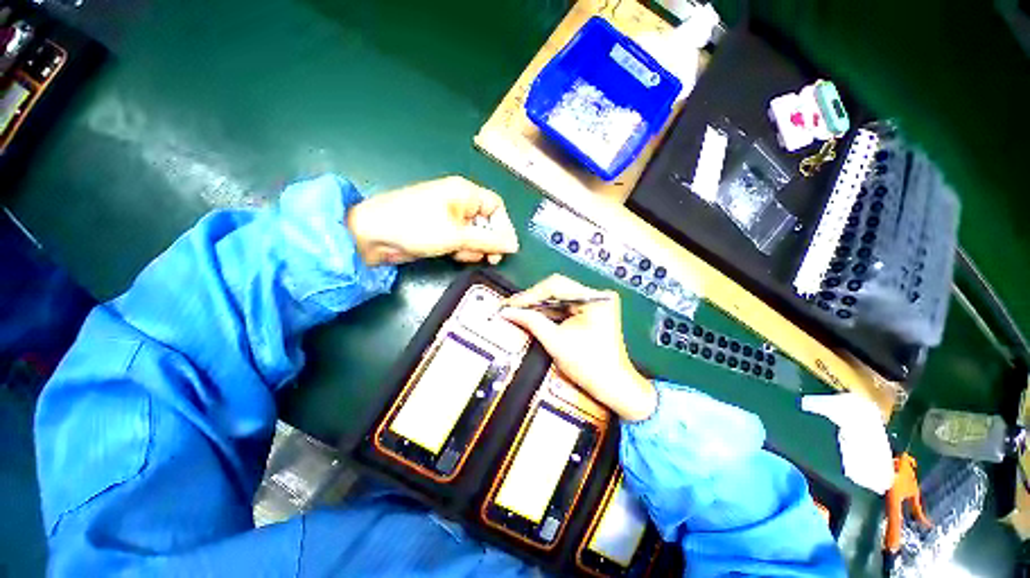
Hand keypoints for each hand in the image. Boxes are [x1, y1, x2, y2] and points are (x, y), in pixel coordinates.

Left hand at [346, 176, 518, 265]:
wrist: (373, 236)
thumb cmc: (417, 227)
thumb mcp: (457, 236)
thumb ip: (489, 241)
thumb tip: (514, 245)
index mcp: (465, 192)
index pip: (496, 207)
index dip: (504, 227)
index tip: (506, 248)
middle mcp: (459, 202)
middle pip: (487, 222)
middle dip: (488, 241)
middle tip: (490, 259)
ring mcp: (449, 217)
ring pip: (475, 234)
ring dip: (474, 248)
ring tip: (461, 254)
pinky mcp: (441, 231)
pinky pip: (462, 241)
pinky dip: (461, 250)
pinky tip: (452, 255)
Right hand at [500, 275, 656, 421]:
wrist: (613, 386)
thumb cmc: (588, 366)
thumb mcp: (555, 341)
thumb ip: (531, 321)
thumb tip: (507, 311)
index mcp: (594, 299)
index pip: (555, 285)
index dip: (529, 295)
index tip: (510, 304)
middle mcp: (597, 295)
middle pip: (558, 289)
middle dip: (533, 300)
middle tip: (511, 308)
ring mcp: (596, 303)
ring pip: (560, 297)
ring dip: (540, 306)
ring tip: (518, 312)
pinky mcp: (593, 311)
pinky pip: (566, 306)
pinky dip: (550, 312)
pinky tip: (534, 316)